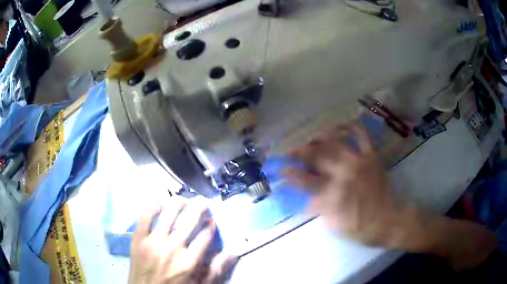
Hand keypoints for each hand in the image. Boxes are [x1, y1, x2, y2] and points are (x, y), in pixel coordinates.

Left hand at [128, 202, 236, 283]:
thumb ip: (215, 271)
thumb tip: (232, 254)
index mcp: (189, 262)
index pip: (205, 235)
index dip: (211, 225)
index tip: (211, 221)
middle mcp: (173, 248)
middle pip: (190, 220)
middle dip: (200, 207)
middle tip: (203, 202)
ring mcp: (153, 241)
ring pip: (168, 213)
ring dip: (179, 203)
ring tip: (184, 201)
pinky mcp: (138, 239)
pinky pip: (145, 216)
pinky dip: (153, 207)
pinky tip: (160, 205)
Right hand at [284, 121, 497, 269]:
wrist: (390, 220)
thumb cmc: (361, 227)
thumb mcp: (335, 224)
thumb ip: (320, 209)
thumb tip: (307, 199)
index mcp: (333, 193)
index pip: (305, 180)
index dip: (291, 173)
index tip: (281, 168)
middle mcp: (344, 174)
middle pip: (317, 156)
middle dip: (300, 152)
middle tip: (290, 150)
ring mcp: (359, 161)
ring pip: (335, 142)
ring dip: (320, 138)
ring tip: (312, 137)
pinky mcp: (372, 156)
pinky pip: (362, 134)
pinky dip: (351, 126)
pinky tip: (341, 125)